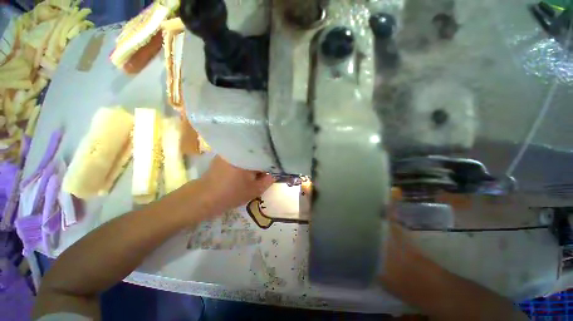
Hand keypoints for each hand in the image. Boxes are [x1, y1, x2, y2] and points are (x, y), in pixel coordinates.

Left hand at [197, 156, 273, 218]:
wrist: (204, 198)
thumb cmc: (231, 194)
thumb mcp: (254, 190)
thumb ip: (268, 181)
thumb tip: (275, 173)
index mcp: (248, 157)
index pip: (266, 155)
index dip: (272, 162)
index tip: (275, 169)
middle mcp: (239, 150)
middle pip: (257, 152)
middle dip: (263, 161)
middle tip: (267, 170)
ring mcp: (230, 151)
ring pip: (248, 154)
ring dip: (254, 160)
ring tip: (257, 169)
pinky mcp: (224, 155)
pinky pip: (239, 155)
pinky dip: (245, 160)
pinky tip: (245, 169)